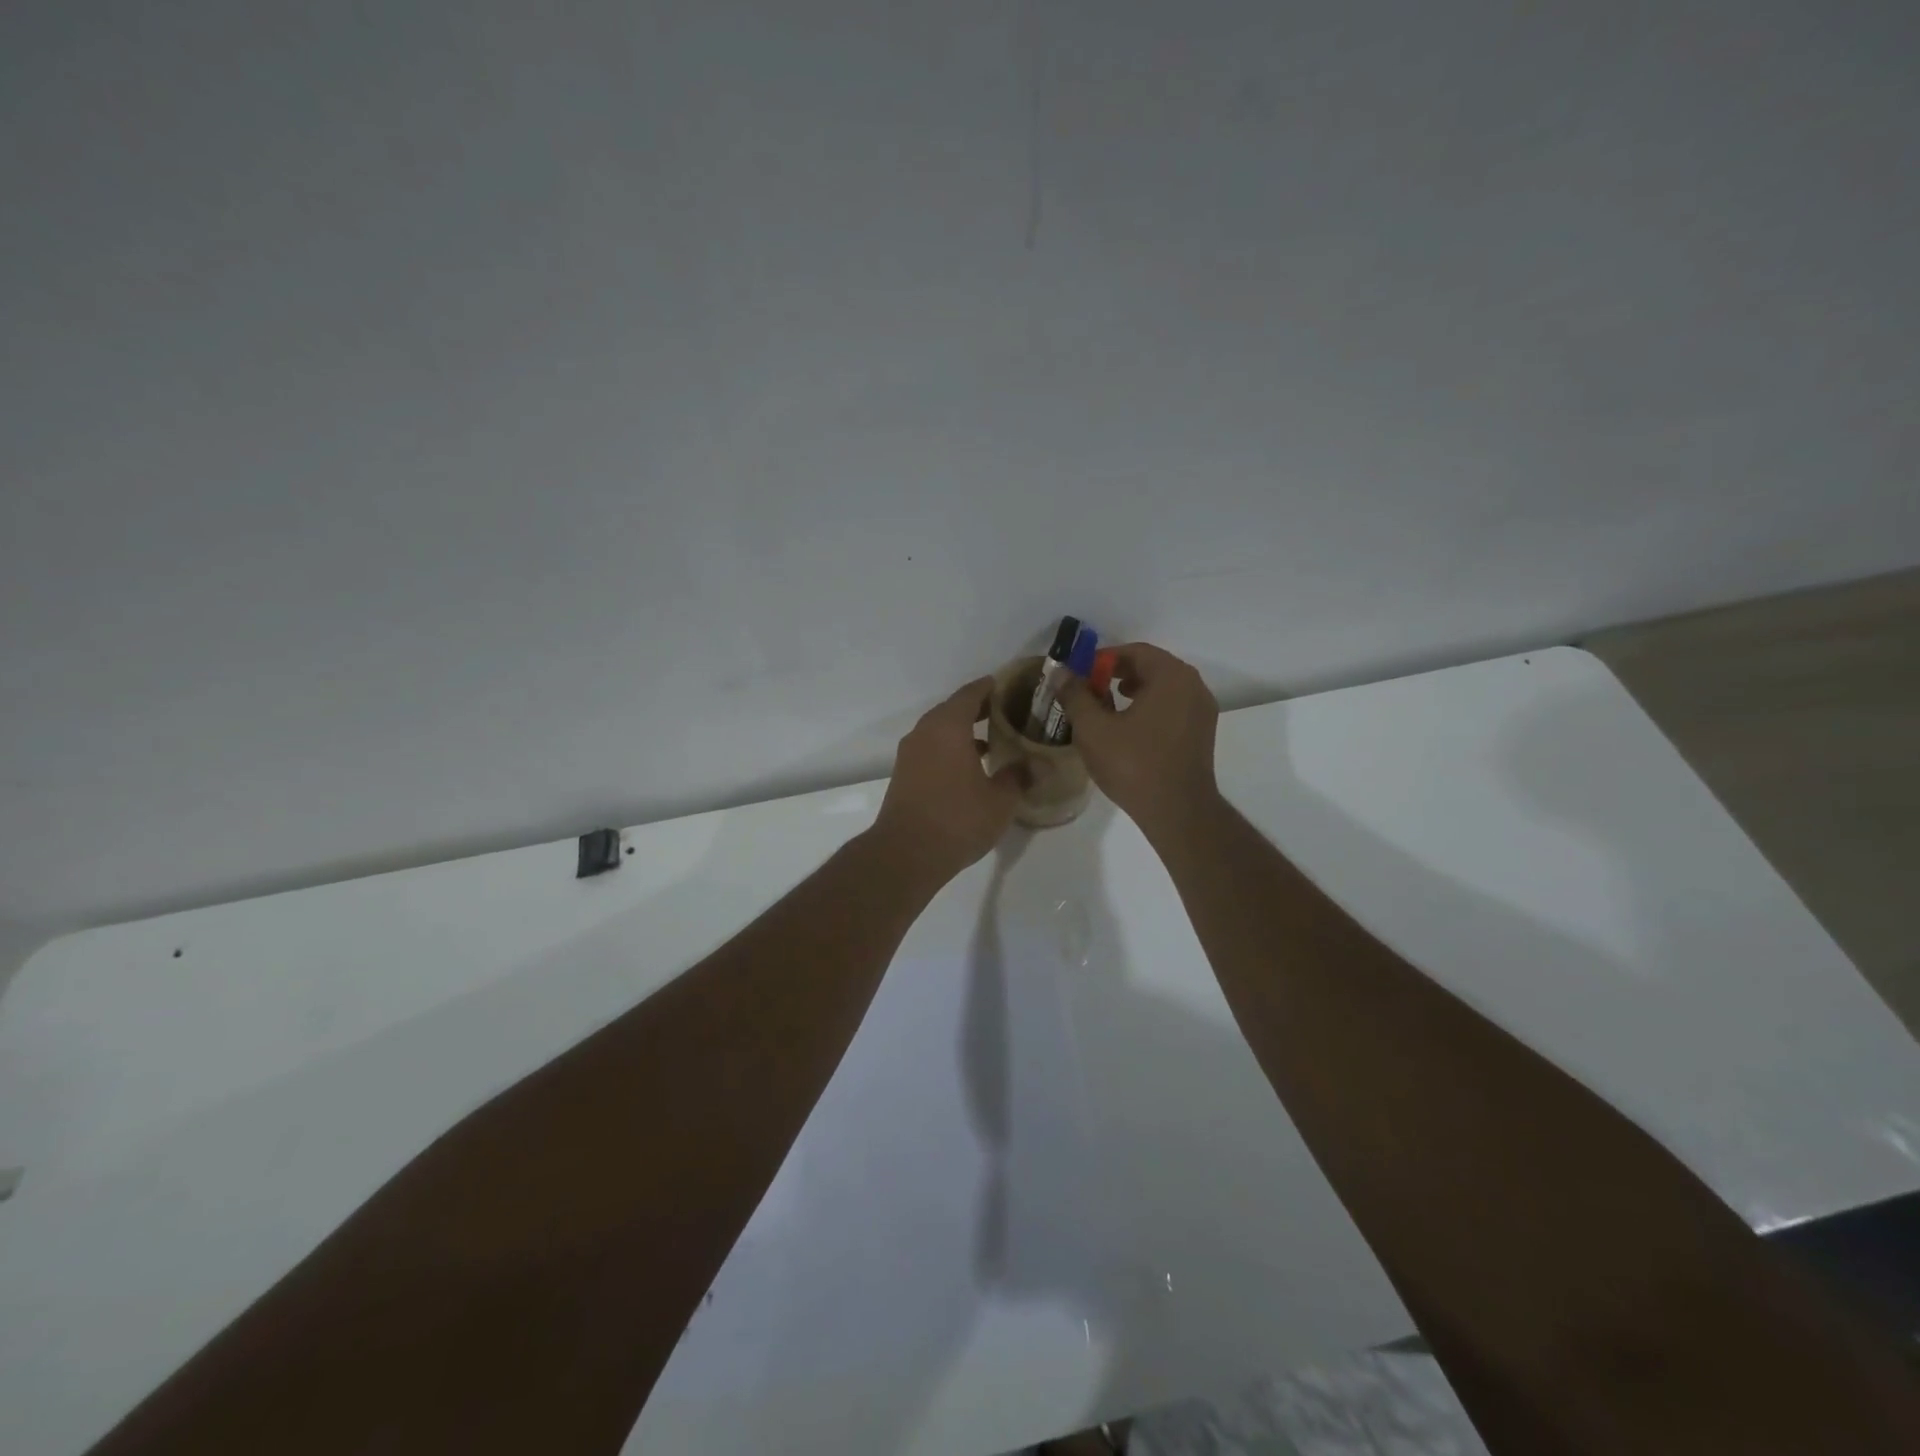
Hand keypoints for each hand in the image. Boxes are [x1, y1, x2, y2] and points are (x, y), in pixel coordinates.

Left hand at [872, 677, 1023, 880]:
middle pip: (953, 710)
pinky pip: (931, 749)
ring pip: (940, 731)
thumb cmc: (958, 819)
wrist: (906, 854)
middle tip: (1007, 714)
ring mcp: (910, 753)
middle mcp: (925, 732)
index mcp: (948, 727)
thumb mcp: (1000, 800)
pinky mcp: (904, 774)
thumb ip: (1019, 776)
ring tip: (993, 743)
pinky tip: (970, 769)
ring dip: (963, 732)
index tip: (1009, 687)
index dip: (990, 688)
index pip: (970, 694)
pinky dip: (950, 749)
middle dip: (979, 710)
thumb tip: (1036, 764)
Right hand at [1057, 643, 1220, 836]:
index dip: (1103, 659)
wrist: (1177, 811)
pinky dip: (1150, 708)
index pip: (1134, 652)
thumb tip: (1060, 673)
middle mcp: (1193, 686)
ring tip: (1106, 709)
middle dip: (1118, 674)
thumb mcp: (1093, 728)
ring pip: (1163, 688)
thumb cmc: (1133, 764)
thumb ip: (1075, 695)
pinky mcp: (1202, 733)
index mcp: (1172, 676)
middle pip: (1151, 667)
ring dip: (1134, 691)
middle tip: (1090, 690)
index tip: (1080, 675)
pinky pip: (1173, 707)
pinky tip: (1129, 729)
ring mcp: (1202, 710)